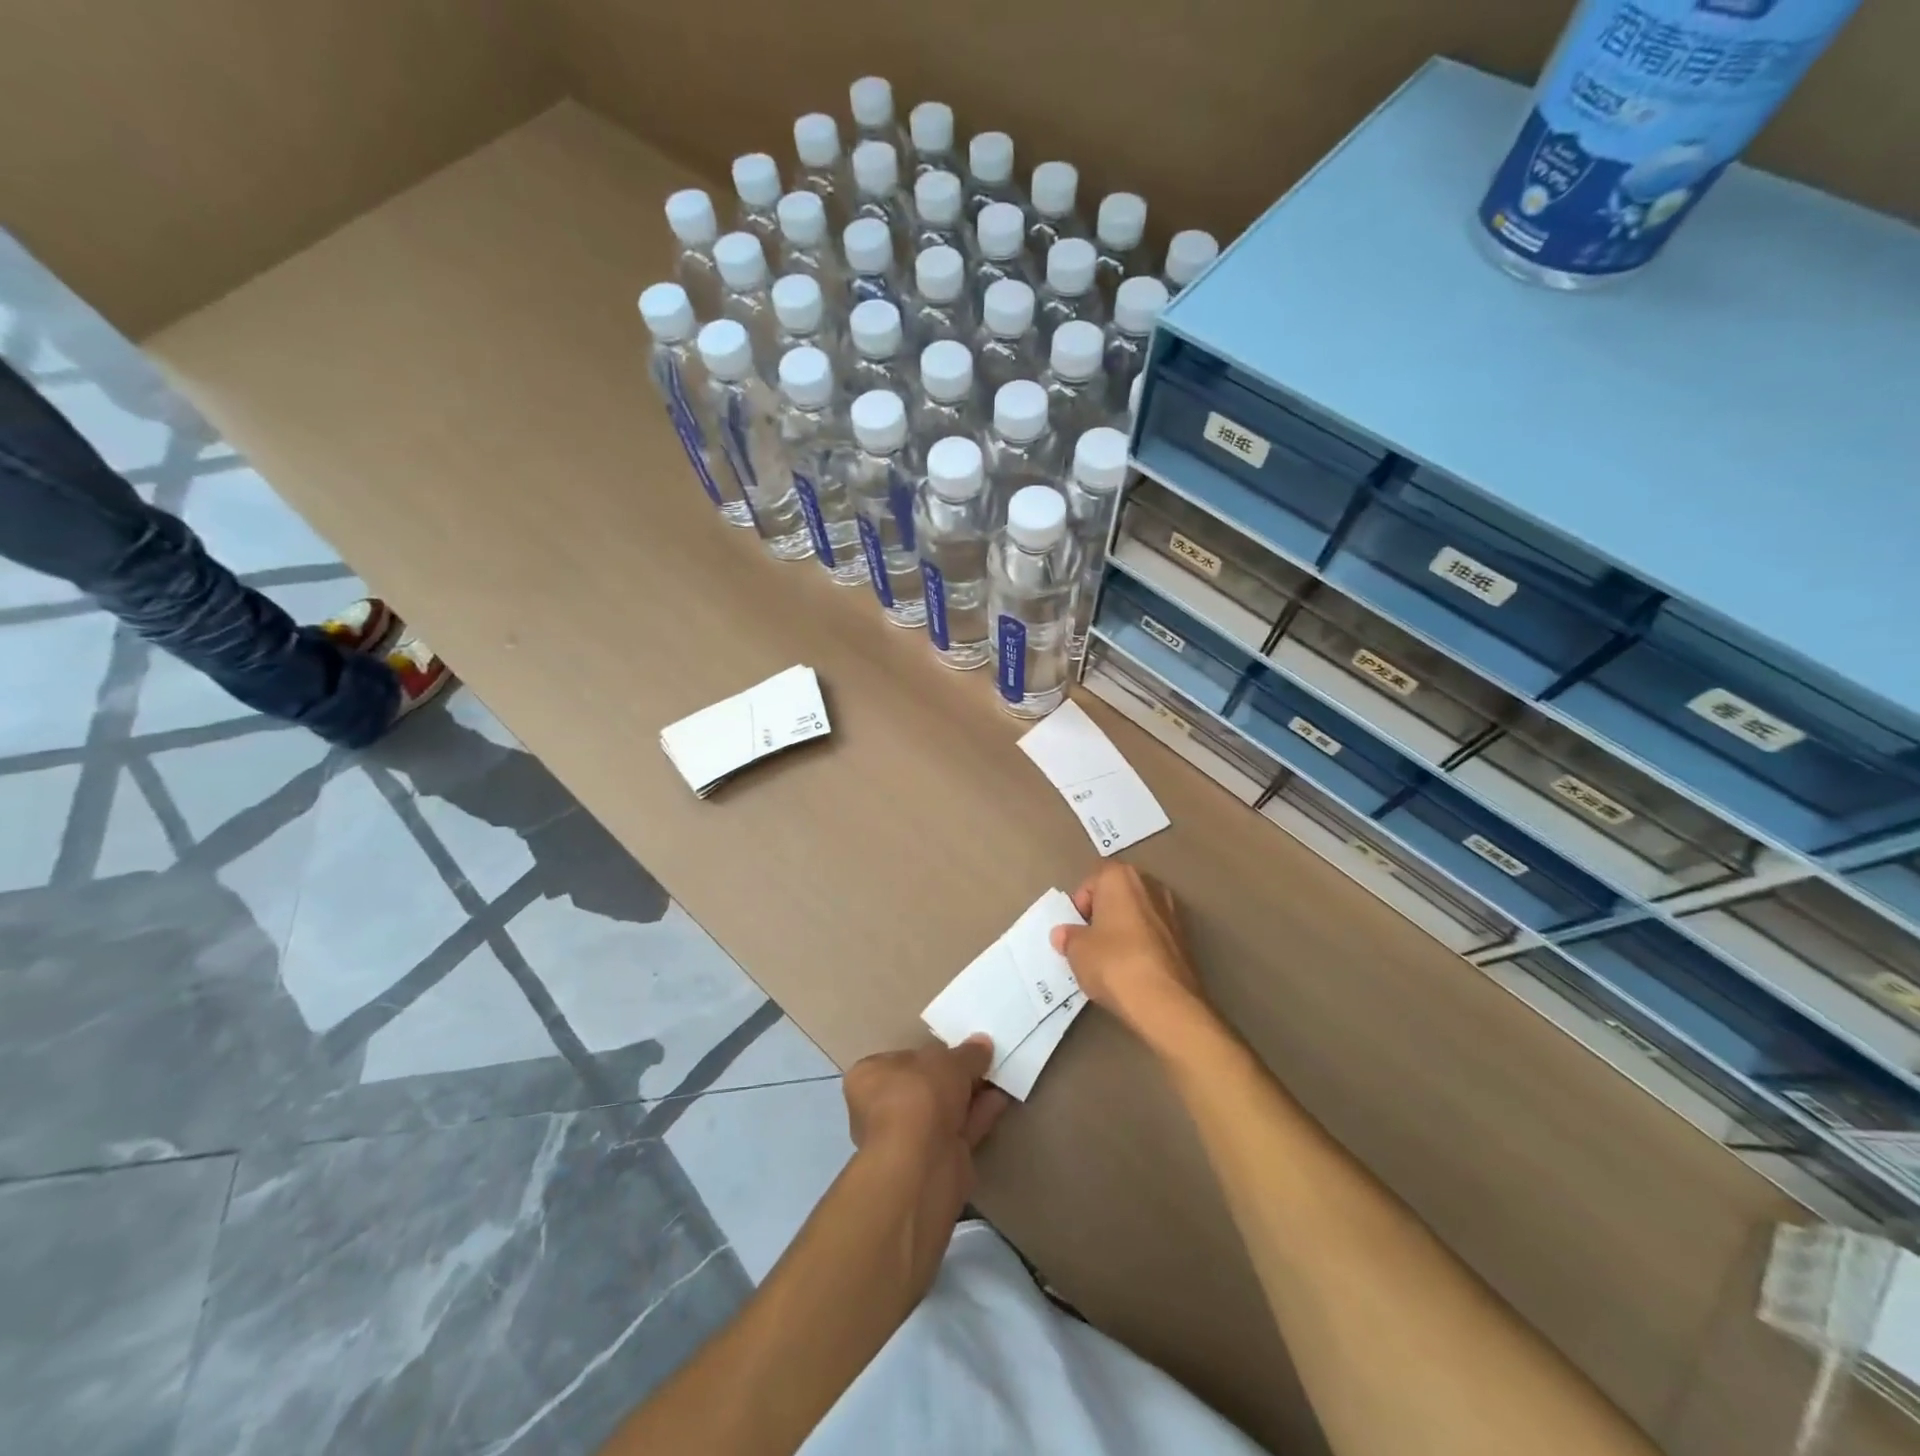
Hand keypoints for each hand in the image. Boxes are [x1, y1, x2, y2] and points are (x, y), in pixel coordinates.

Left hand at [842, 1037, 1010, 1295]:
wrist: (922, 1163)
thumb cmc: (920, 1095)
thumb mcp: (949, 1061)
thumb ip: (968, 1053)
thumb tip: (983, 1044)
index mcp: (869, 1078)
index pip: (898, 1060)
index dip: (928, 1053)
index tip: (955, 1049)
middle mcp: (882, 1108)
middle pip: (924, 1086)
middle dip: (954, 1077)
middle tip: (983, 1061)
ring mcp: (908, 1138)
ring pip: (944, 1110)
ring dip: (971, 1095)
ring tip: (999, 1076)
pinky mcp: (933, 1161)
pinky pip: (959, 1130)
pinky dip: (979, 1115)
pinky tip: (1001, 1099)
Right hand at [1051, 864, 1209, 1051]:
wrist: (1166, 1002)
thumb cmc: (1113, 963)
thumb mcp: (1077, 951)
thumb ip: (1068, 937)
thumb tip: (1064, 934)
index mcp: (1120, 877)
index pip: (1092, 880)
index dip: (1080, 905)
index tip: (1076, 930)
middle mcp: (1150, 885)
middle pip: (1118, 894)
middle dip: (1103, 914)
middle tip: (1091, 943)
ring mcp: (1173, 911)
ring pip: (1138, 914)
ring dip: (1124, 930)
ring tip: (1112, 960)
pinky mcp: (1186, 939)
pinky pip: (1154, 934)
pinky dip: (1143, 946)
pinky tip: (1134, 971)